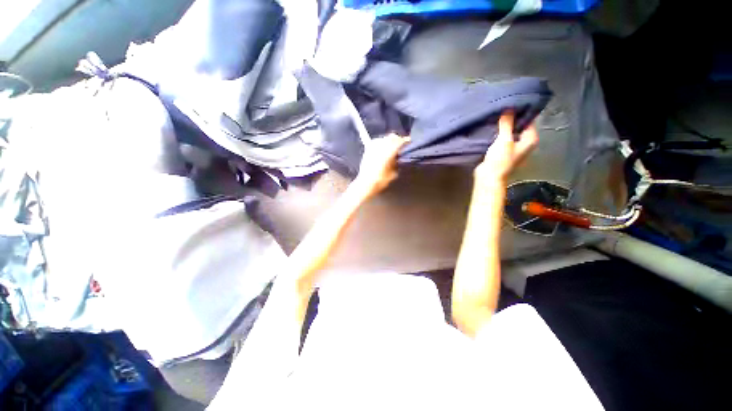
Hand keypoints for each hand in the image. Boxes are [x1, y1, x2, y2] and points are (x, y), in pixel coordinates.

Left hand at [352, 134, 409, 198]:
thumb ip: (396, 163)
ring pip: (384, 138)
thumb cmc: (380, 180)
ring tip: (392, 145)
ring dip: (389, 140)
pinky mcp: (367, 150)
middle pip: (391, 137)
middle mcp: (380, 147)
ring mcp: (373, 147)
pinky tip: (382, 147)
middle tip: (401, 144)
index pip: (399, 142)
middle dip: (397, 139)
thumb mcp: (393, 173)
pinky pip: (376, 142)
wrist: (365, 183)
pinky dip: (381, 142)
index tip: (409, 141)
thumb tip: (398, 157)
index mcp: (388, 152)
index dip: (405, 141)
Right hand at [475, 111, 537, 183]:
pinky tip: (492, 127)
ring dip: (504, 126)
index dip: (520, 111)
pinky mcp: (504, 151)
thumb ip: (507, 123)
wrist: (488, 177)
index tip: (511, 102)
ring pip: (510, 132)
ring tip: (496, 116)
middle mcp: (525, 142)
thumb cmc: (500, 160)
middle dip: (511, 118)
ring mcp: (514, 147)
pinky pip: (503, 138)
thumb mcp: (504, 140)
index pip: (529, 119)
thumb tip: (509, 108)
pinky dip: (499, 133)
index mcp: (530, 139)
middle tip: (501, 108)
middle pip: (520, 125)